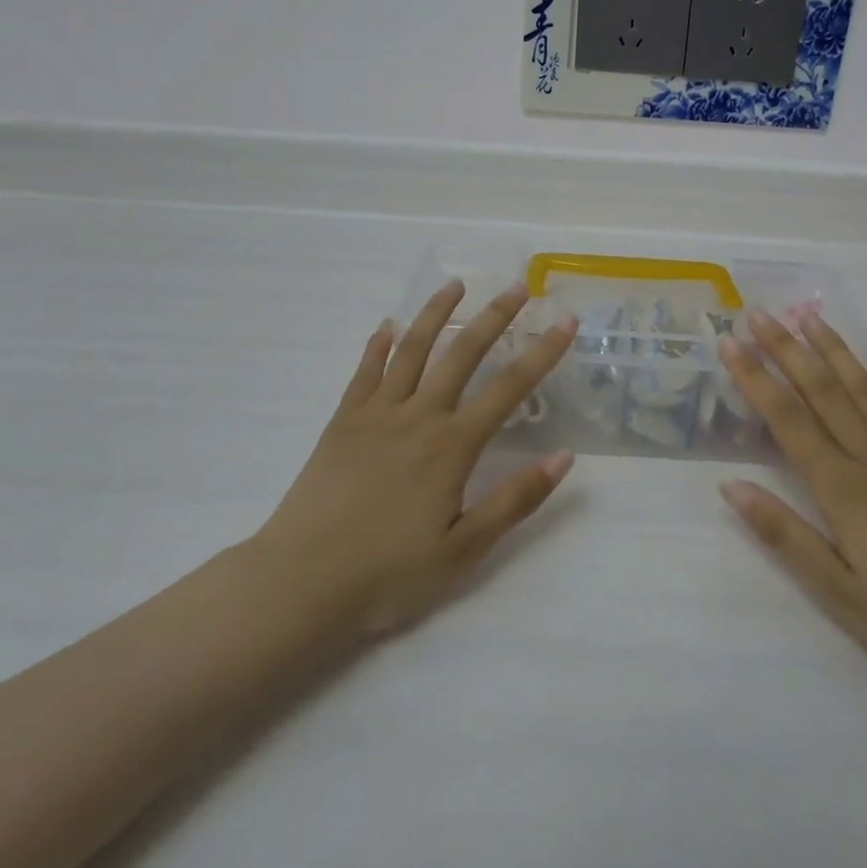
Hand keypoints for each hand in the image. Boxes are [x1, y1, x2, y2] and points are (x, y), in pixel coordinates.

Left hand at [247, 279, 578, 644]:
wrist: (301, 582)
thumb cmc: (388, 573)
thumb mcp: (464, 550)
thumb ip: (515, 499)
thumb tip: (563, 456)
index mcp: (452, 445)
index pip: (509, 387)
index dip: (542, 352)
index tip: (565, 321)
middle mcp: (418, 416)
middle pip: (463, 353)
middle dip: (495, 316)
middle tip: (517, 286)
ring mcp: (376, 414)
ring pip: (412, 349)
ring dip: (436, 313)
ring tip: (454, 285)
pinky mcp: (342, 422)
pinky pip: (365, 371)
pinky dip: (379, 345)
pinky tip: (388, 326)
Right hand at [717, 309, 866, 704]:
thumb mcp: (838, 593)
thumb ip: (784, 534)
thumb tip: (730, 485)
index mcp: (843, 490)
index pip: (787, 419)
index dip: (754, 378)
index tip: (729, 343)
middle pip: (822, 392)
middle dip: (786, 349)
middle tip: (758, 313)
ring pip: (865, 390)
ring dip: (835, 349)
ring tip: (808, 315)